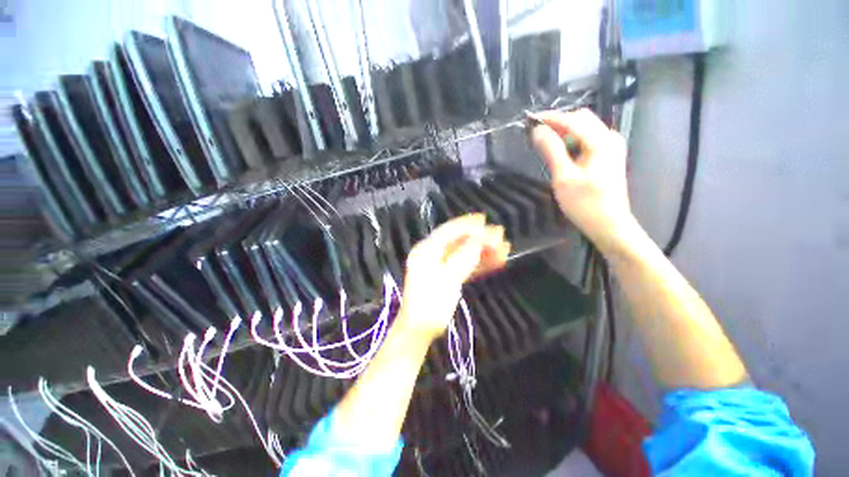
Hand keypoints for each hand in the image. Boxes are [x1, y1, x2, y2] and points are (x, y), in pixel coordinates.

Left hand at [398, 214, 509, 340]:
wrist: (420, 331)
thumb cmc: (430, 305)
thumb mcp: (448, 279)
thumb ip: (464, 257)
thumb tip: (479, 238)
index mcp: (426, 251)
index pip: (448, 231)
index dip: (466, 225)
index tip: (485, 221)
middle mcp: (432, 254)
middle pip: (458, 241)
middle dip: (479, 238)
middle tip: (500, 235)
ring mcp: (441, 266)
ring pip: (464, 253)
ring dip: (483, 251)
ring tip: (504, 249)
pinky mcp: (448, 277)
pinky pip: (466, 265)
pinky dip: (480, 263)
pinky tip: (496, 262)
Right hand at [529, 109, 636, 255]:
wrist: (609, 224)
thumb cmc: (585, 203)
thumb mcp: (563, 177)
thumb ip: (551, 150)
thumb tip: (537, 131)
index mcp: (601, 141)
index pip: (572, 120)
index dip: (549, 118)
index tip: (529, 120)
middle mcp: (609, 137)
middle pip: (580, 119)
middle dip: (557, 124)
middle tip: (536, 136)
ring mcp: (610, 146)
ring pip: (583, 130)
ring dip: (563, 134)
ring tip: (545, 146)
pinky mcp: (607, 156)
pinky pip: (587, 141)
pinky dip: (571, 143)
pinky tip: (561, 154)